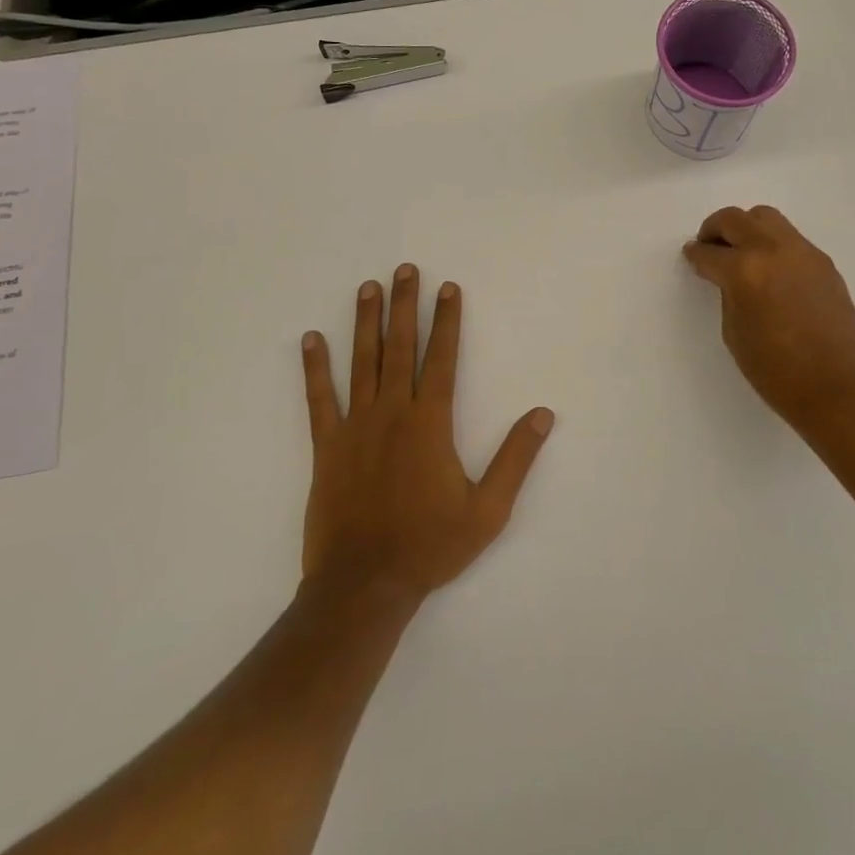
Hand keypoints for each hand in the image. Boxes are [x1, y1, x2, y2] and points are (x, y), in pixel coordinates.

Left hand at [300, 264, 554, 599]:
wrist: (364, 585)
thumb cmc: (430, 545)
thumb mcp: (488, 510)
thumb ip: (516, 459)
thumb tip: (543, 415)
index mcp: (430, 423)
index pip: (441, 359)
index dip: (446, 320)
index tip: (447, 288)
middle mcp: (392, 413)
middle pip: (400, 348)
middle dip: (404, 305)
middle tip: (404, 269)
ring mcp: (355, 427)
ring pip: (361, 363)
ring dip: (365, 322)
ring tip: (367, 287)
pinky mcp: (327, 447)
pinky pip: (319, 399)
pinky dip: (315, 368)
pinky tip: (311, 339)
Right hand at [683, 206, 854, 432]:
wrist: (838, 386)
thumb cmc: (777, 370)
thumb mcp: (734, 333)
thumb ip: (729, 295)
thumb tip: (730, 278)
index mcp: (745, 270)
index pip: (710, 252)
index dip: (696, 254)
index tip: (692, 255)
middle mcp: (773, 250)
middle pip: (736, 219)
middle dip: (716, 229)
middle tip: (710, 246)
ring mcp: (803, 252)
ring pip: (766, 218)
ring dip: (746, 228)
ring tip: (741, 252)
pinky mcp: (824, 262)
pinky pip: (790, 238)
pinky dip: (772, 243)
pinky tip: (770, 269)